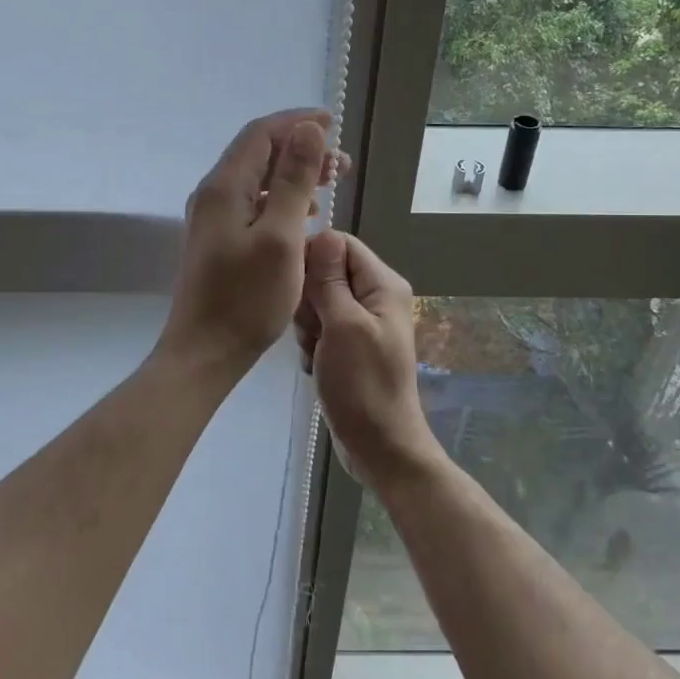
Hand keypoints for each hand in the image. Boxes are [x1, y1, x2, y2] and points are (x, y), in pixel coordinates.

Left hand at [159, 109, 345, 373]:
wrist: (205, 351)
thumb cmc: (247, 298)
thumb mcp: (280, 236)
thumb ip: (293, 180)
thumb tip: (308, 130)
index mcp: (225, 187)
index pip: (261, 133)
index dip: (298, 122)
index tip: (334, 124)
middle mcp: (213, 194)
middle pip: (258, 152)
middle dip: (300, 147)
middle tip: (341, 163)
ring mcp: (213, 217)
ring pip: (256, 178)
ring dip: (293, 173)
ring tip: (330, 183)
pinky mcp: (218, 239)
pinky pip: (252, 202)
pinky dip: (281, 198)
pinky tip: (304, 214)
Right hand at [294, 231, 444, 490]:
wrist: (378, 446)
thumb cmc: (363, 386)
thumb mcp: (343, 326)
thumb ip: (330, 279)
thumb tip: (321, 232)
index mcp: (383, 284)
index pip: (340, 244)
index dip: (312, 258)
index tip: (296, 287)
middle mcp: (374, 296)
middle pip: (325, 272)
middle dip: (309, 299)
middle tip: (312, 330)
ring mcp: (361, 322)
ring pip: (317, 301)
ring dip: (307, 325)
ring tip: (315, 351)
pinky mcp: (348, 344)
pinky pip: (319, 327)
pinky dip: (311, 343)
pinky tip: (315, 365)